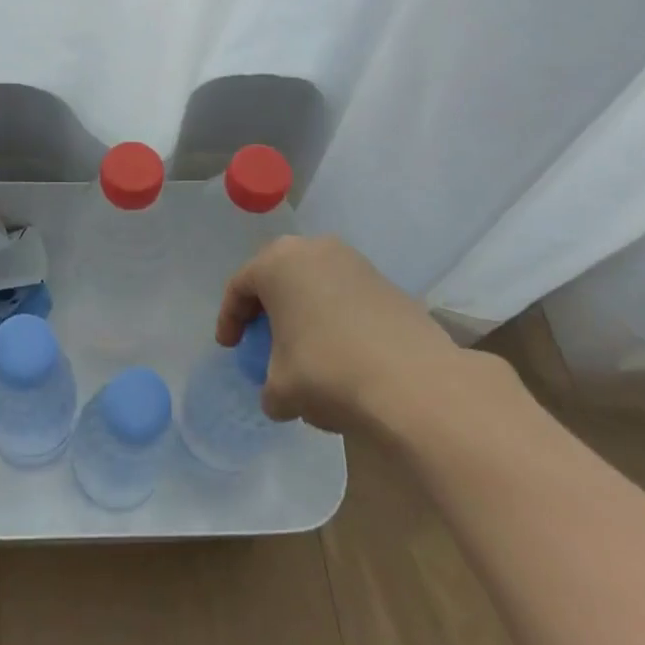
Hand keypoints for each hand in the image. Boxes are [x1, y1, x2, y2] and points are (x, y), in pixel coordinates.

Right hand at [217, 235, 501, 436]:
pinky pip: (344, 294)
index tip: (230, 348)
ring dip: (302, 310)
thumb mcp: (282, 389)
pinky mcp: (385, 281)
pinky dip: (333, 316)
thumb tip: (279, 395)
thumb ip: (269, 387)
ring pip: (313, 282)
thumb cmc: (329, 371)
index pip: (239, 286)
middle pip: (276, 276)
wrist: (415, 383)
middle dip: (266, 308)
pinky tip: (340, 350)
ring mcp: (353, 261)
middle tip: (262, 339)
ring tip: (303, 346)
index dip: (229, 319)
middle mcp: (312, 249)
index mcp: (276, 263)